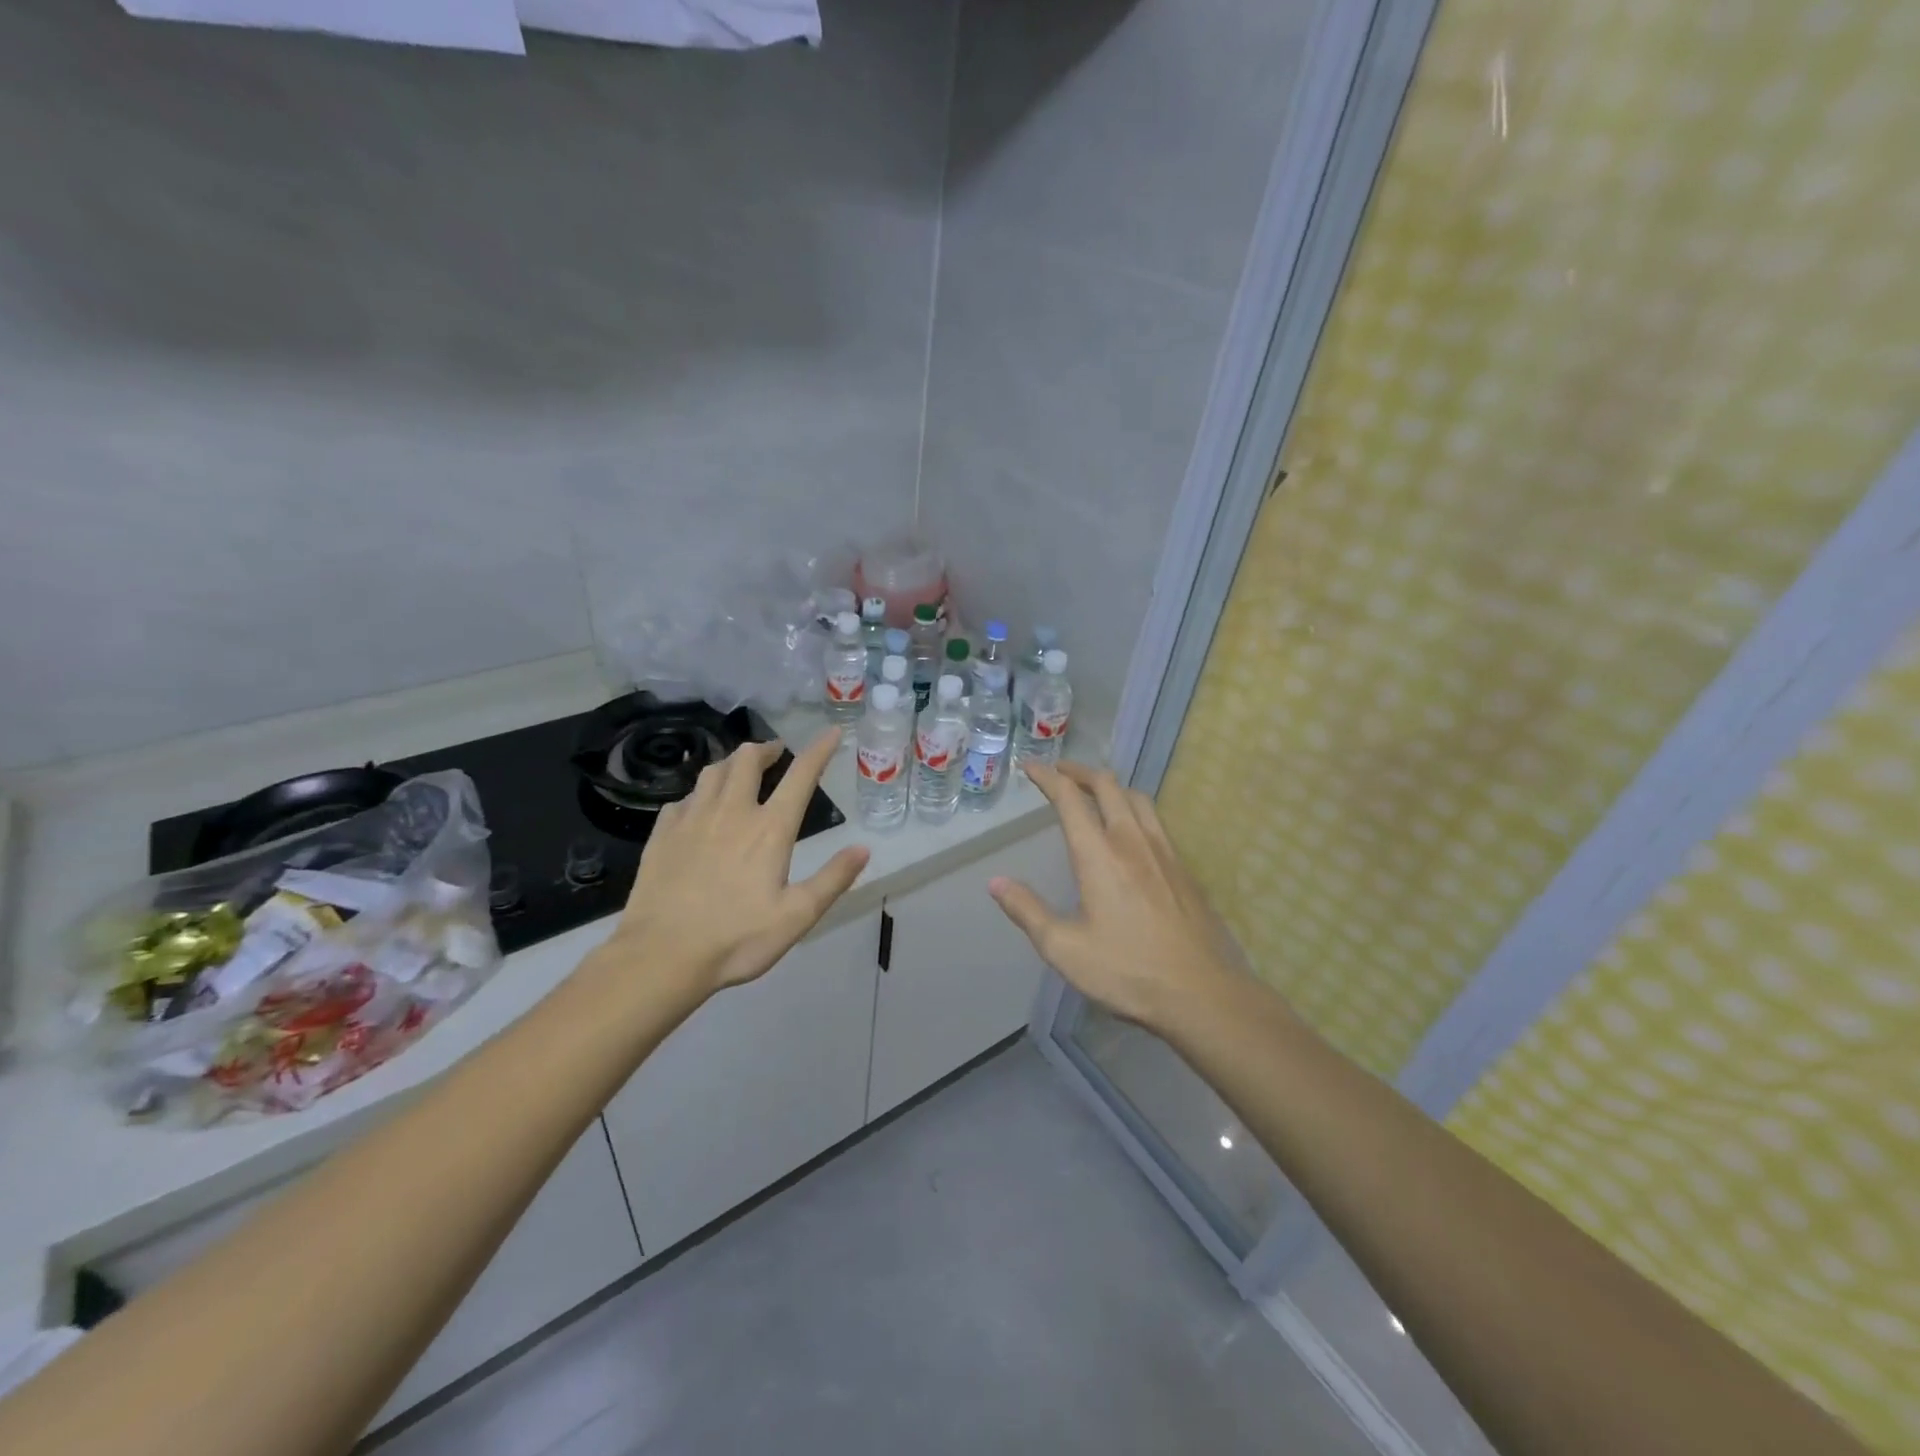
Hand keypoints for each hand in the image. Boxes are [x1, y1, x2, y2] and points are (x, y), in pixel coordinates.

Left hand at [603, 730, 869, 997]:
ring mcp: (691, 819)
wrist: (661, 956)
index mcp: (769, 829)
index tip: (831, 732)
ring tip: (739, 772)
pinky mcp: (662, 834)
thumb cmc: (736, 939)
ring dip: (731, 764)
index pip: (800, 775)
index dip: (819, 750)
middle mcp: (731, 812)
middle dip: (766, 748)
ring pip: (713, 772)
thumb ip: (832, 879)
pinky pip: (682, 799)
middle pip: (747, 759)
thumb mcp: (797, 916)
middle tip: (775, 752)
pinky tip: (698, 809)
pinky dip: (698, 795)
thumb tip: (863, 848)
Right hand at [990, 761, 1244, 1026]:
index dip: (1047, 777)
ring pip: (1137, 798)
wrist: (1200, 993)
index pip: (1070, 799)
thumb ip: (1028, 911)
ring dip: (1111, 786)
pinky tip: (1131, 830)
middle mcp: (1132, 841)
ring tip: (1095, 793)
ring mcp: (1164, 852)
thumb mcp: (1064, 948)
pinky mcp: (1183, 868)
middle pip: (1107, 786)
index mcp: (1099, 855)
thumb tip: (996, 882)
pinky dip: (1134, 808)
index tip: (1030, 767)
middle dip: (1079, 772)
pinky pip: (1155, 820)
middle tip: (1060, 774)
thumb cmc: (1127, 971)